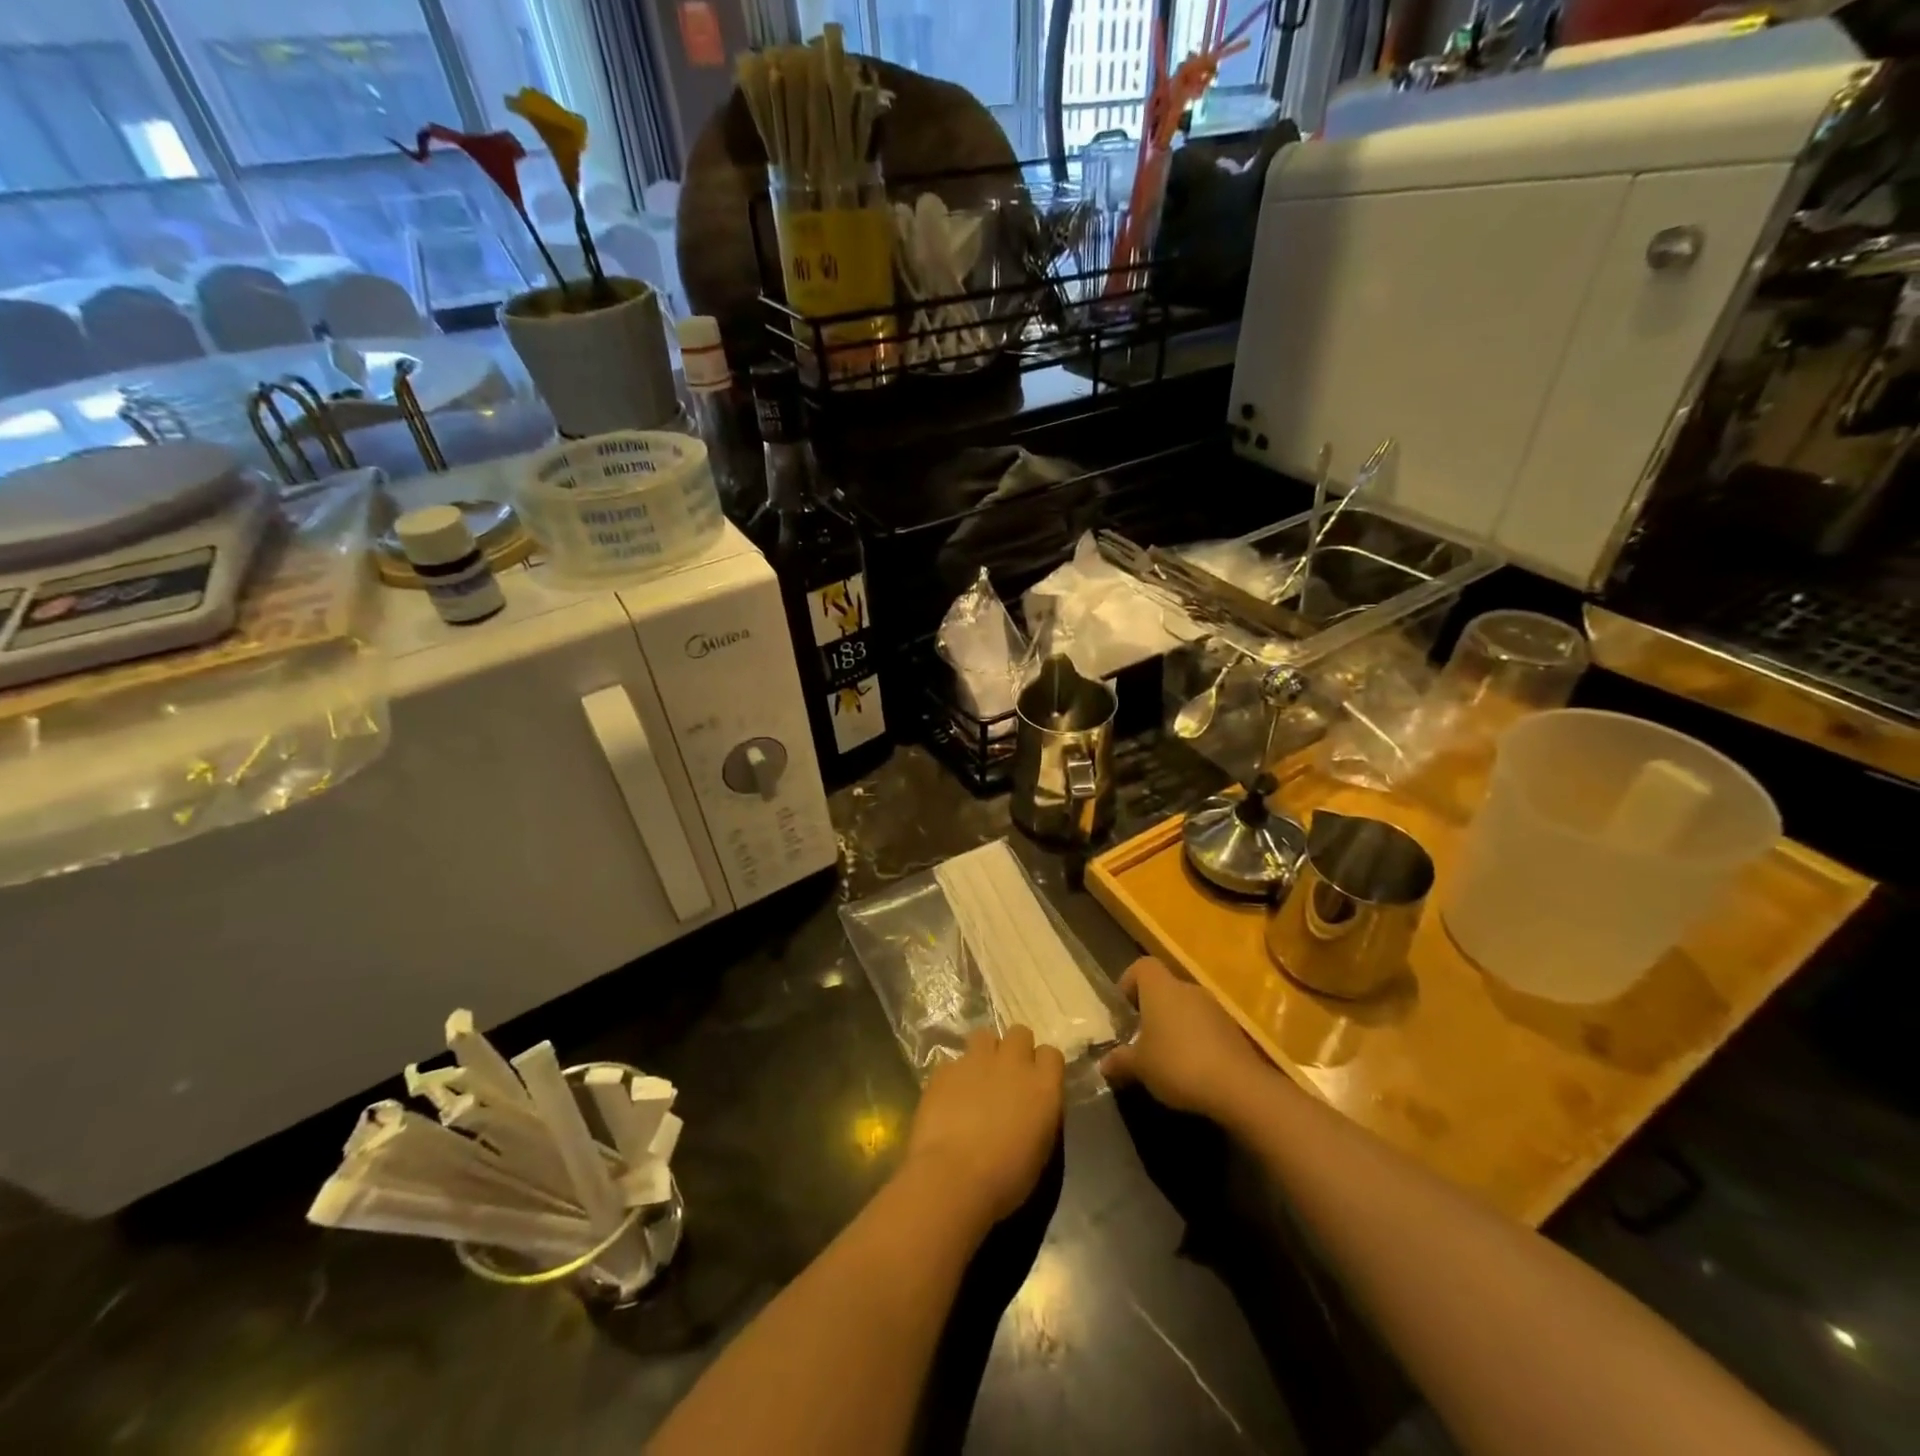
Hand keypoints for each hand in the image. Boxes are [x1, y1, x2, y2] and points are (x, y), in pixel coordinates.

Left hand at [902, 1026, 1064, 1234]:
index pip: (1051, 1054)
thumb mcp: (1040, 1150)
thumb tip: (1031, 1105)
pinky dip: (955, 1075)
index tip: (1036, 1083)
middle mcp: (1013, 1063)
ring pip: (984, 1036)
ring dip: (984, 1053)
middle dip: (1015, 1049)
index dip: (1043, 1066)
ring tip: (977, 1078)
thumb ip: (1039, 1114)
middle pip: (1020, 1033)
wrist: (953, 1177)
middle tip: (1006, 1076)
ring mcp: (976, 1060)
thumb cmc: (1006, 1178)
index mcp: (1043, 1086)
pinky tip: (949, 1098)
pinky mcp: (945, 1068)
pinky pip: (954, 1061)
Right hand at [1100, 956, 1275, 1122]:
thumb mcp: (1139, 1066)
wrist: (1239, 1087)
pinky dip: (1195, 1041)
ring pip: (1185, 1009)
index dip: (1129, 983)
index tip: (1123, 1011)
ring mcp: (1214, 1008)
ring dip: (1174, 1027)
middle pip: (1164, 989)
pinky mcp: (1233, 1031)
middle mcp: (1187, 989)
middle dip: (1150, 1011)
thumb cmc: (1177, 1063)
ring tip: (1164, 1059)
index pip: (1141, 967)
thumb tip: (1103, 1064)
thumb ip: (1120, 1061)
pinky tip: (1191, 1070)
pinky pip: (1205, 1028)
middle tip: (1140, 1040)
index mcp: (1160, 988)